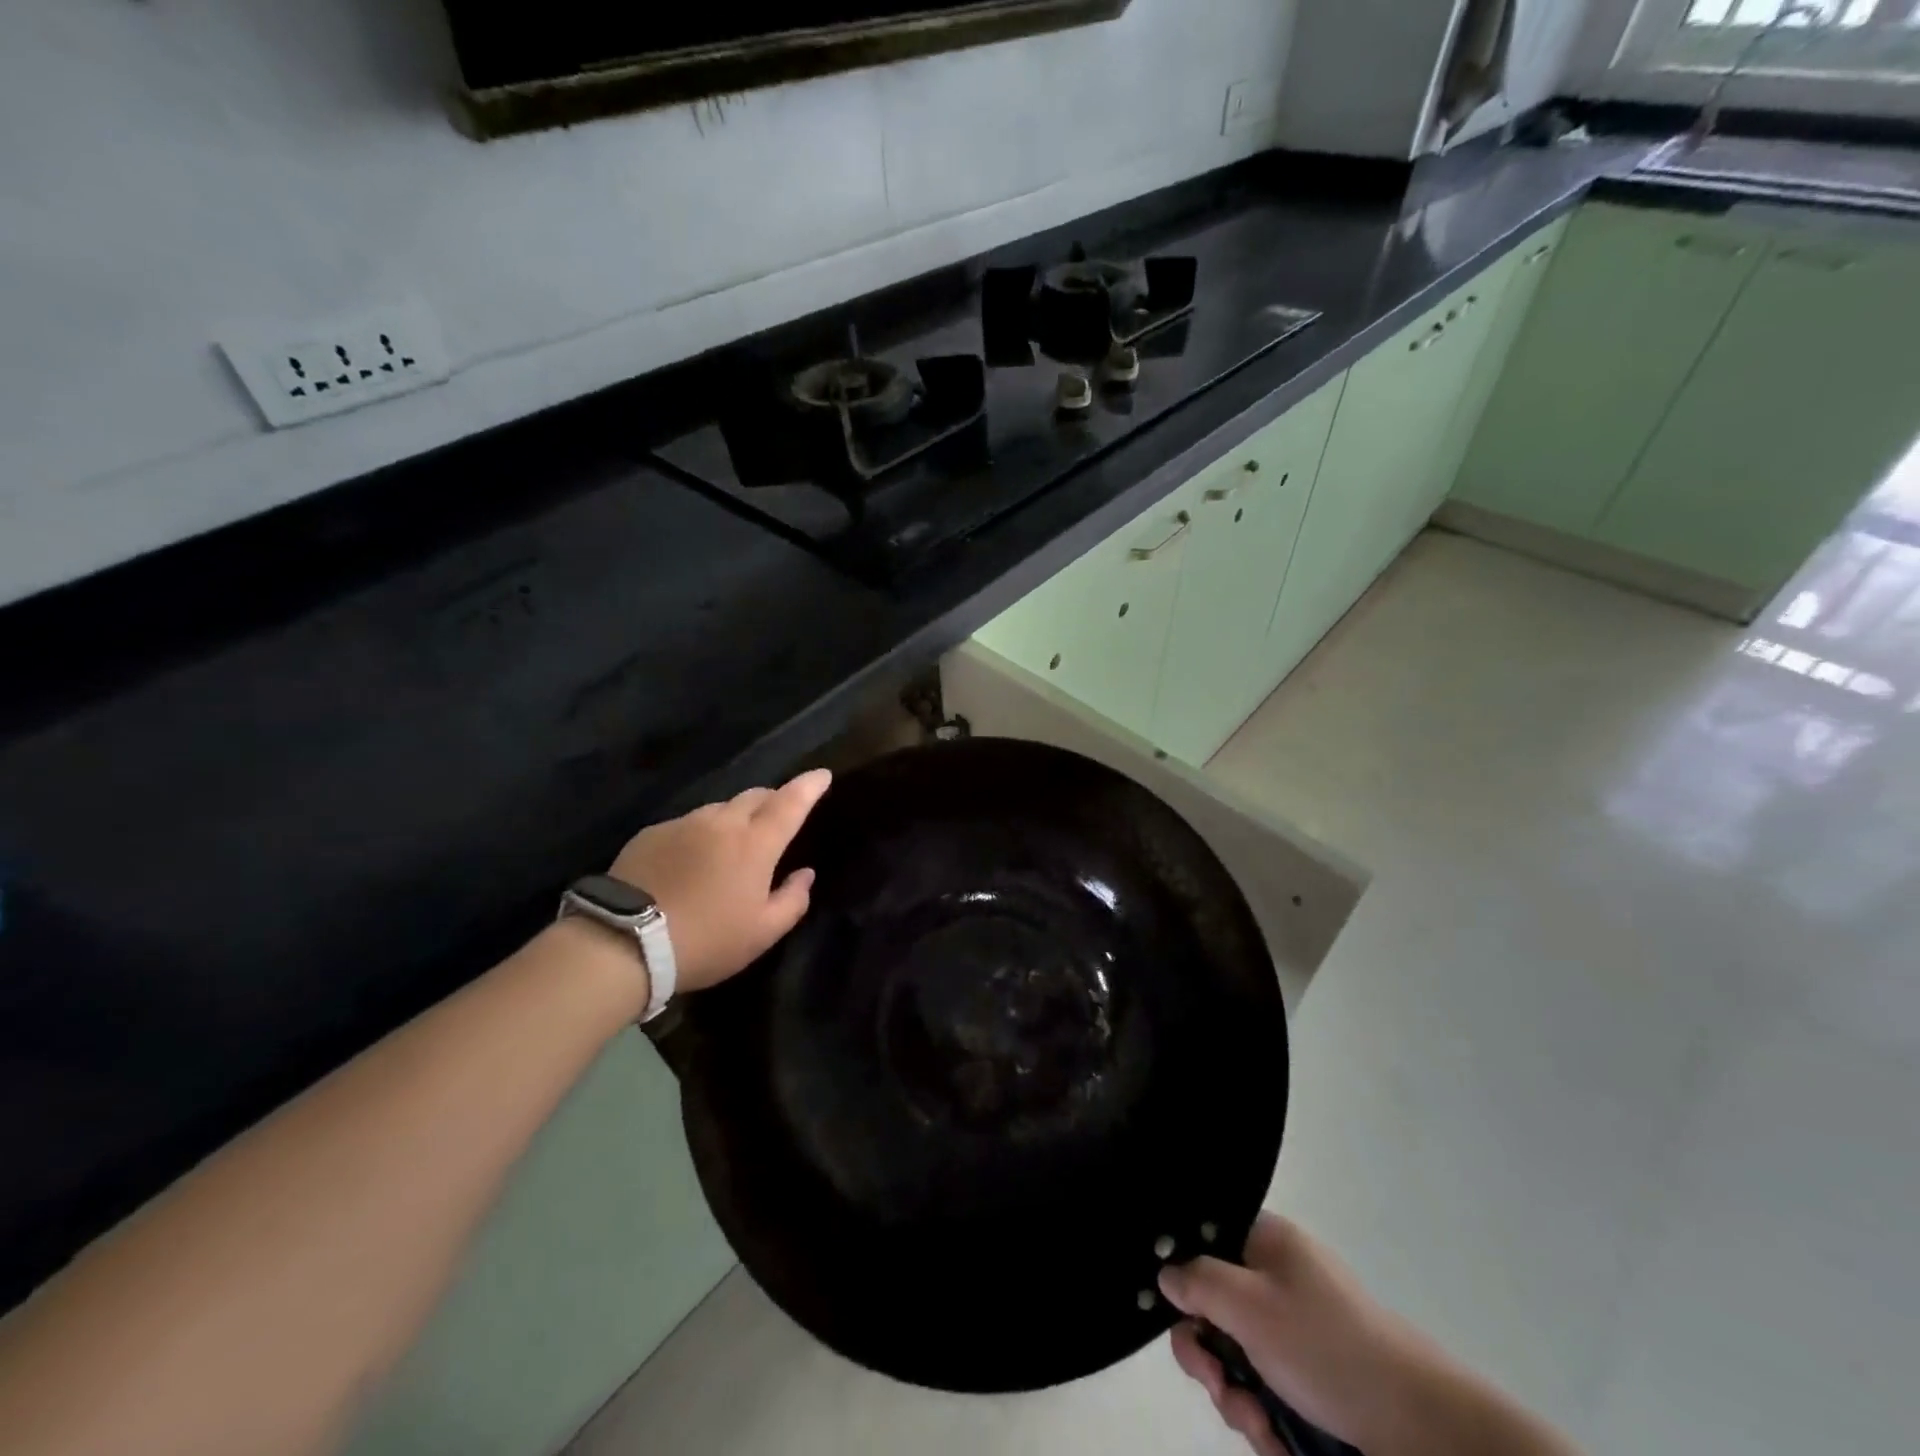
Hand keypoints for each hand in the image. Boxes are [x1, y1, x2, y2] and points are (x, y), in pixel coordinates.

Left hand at [608, 769, 832, 992]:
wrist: (623, 944)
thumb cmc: (706, 941)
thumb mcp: (762, 933)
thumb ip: (793, 900)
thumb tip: (805, 874)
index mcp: (756, 843)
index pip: (791, 802)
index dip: (810, 786)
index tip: (822, 774)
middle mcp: (722, 822)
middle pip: (755, 797)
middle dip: (772, 801)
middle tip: (776, 820)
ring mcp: (683, 824)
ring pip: (720, 809)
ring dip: (734, 819)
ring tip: (730, 847)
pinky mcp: (652, 833)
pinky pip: (687, 824)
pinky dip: (700, 834)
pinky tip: (691, 861)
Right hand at [1159, 1215, 1433, 1455]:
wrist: (1419, 1426)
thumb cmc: (1325, 1346)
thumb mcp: (1249, 1306)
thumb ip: (1197, 1282)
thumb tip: (1165, 1272)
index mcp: (1266, 1242)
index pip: (1203, 1243)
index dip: (1184, 1279)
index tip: (1180, 1318)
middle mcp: (1277, 1280)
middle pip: (1215, 1309)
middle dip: (1210, 1359)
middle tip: (1219, 1385)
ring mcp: (1295, 1331)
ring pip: (1238, 1360)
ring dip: (1238, 1399)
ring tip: (1262, 1426)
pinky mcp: (1312, 1379)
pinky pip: (1267, 1392)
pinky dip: (1266, 1419)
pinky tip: (1280, 1440)